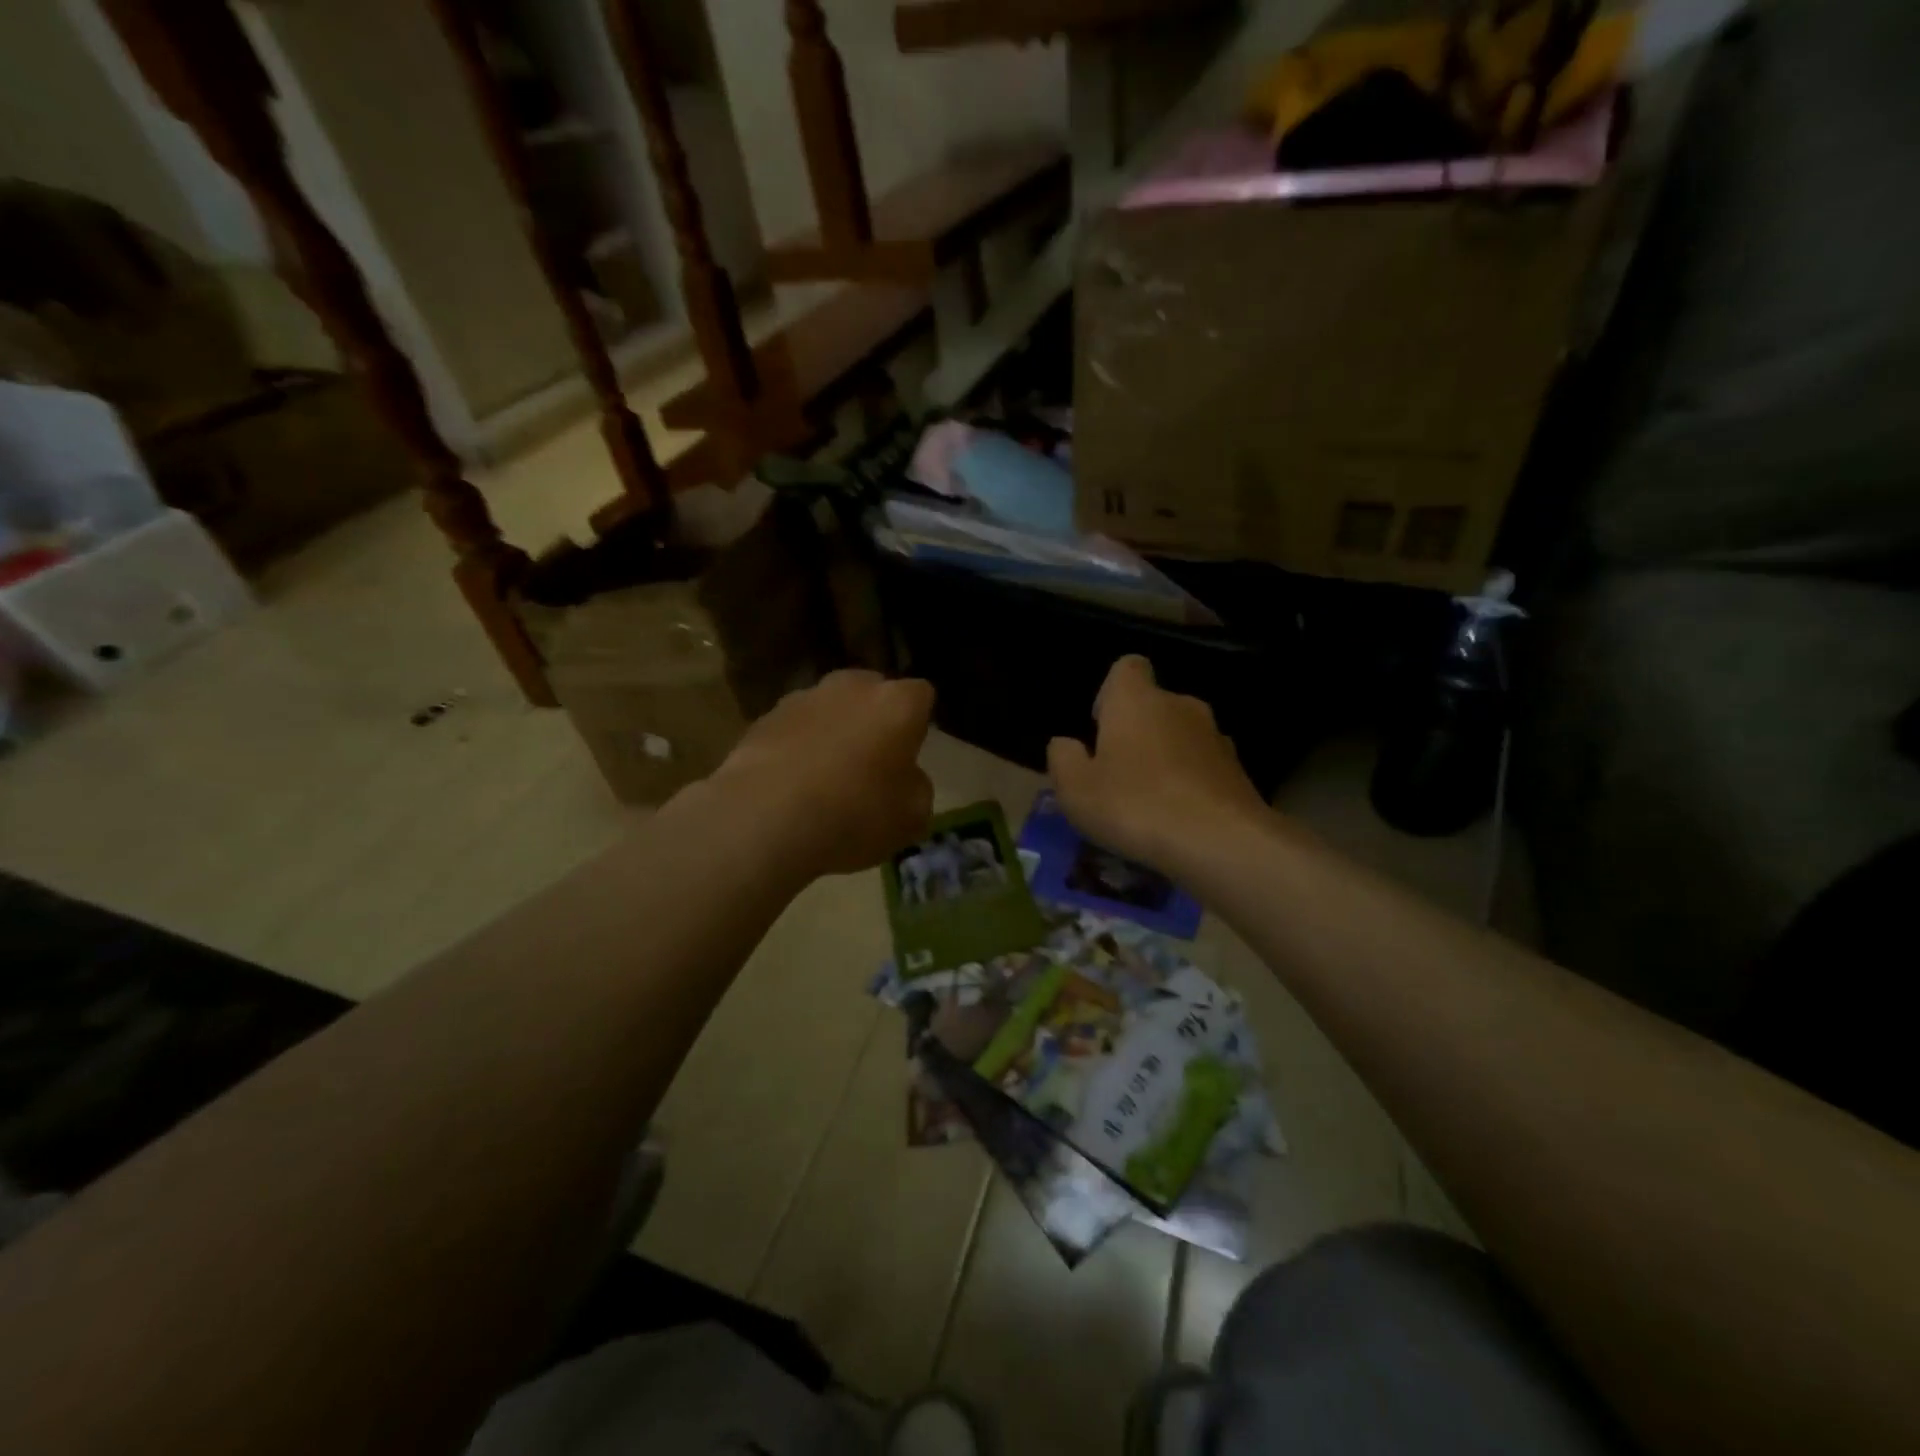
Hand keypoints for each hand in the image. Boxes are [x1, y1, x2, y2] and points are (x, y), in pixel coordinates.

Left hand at [709, 670, 935, 878]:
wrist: (765, 820)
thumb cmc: (854, 815)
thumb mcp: (912, 817)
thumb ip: (917, 787)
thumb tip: (905, 778)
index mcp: (897, 703)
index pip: (922, 695)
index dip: (918, 722)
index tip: (911, 752)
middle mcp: (852, 687)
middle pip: (871, 692)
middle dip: (874, 718)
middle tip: (871, 760)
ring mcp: (803, 698)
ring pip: (829, 707)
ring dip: (833, 730)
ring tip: (825, 776)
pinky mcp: (764, 718)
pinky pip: (794, 728)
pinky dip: (797, 746)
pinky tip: (791, 783)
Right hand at [1047, 656, 1267, 873]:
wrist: (1221, 842)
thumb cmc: (1135, 805)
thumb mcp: (1075, 789)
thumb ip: (1063, 759)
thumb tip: (1066, 744)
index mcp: (1136, 700)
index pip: (1127, 667)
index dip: (1111, 691)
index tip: (1101, 726)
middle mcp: (1180, 705)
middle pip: (1154, 705)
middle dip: (1137, 731)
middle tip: (1118, 773)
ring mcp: (1215, 736)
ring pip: (1181, 737)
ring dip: (1166, 758)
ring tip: (1151, 802)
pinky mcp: (1239, 770)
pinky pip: (1204, 767)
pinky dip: (1191, 782)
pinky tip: (1180, 818)